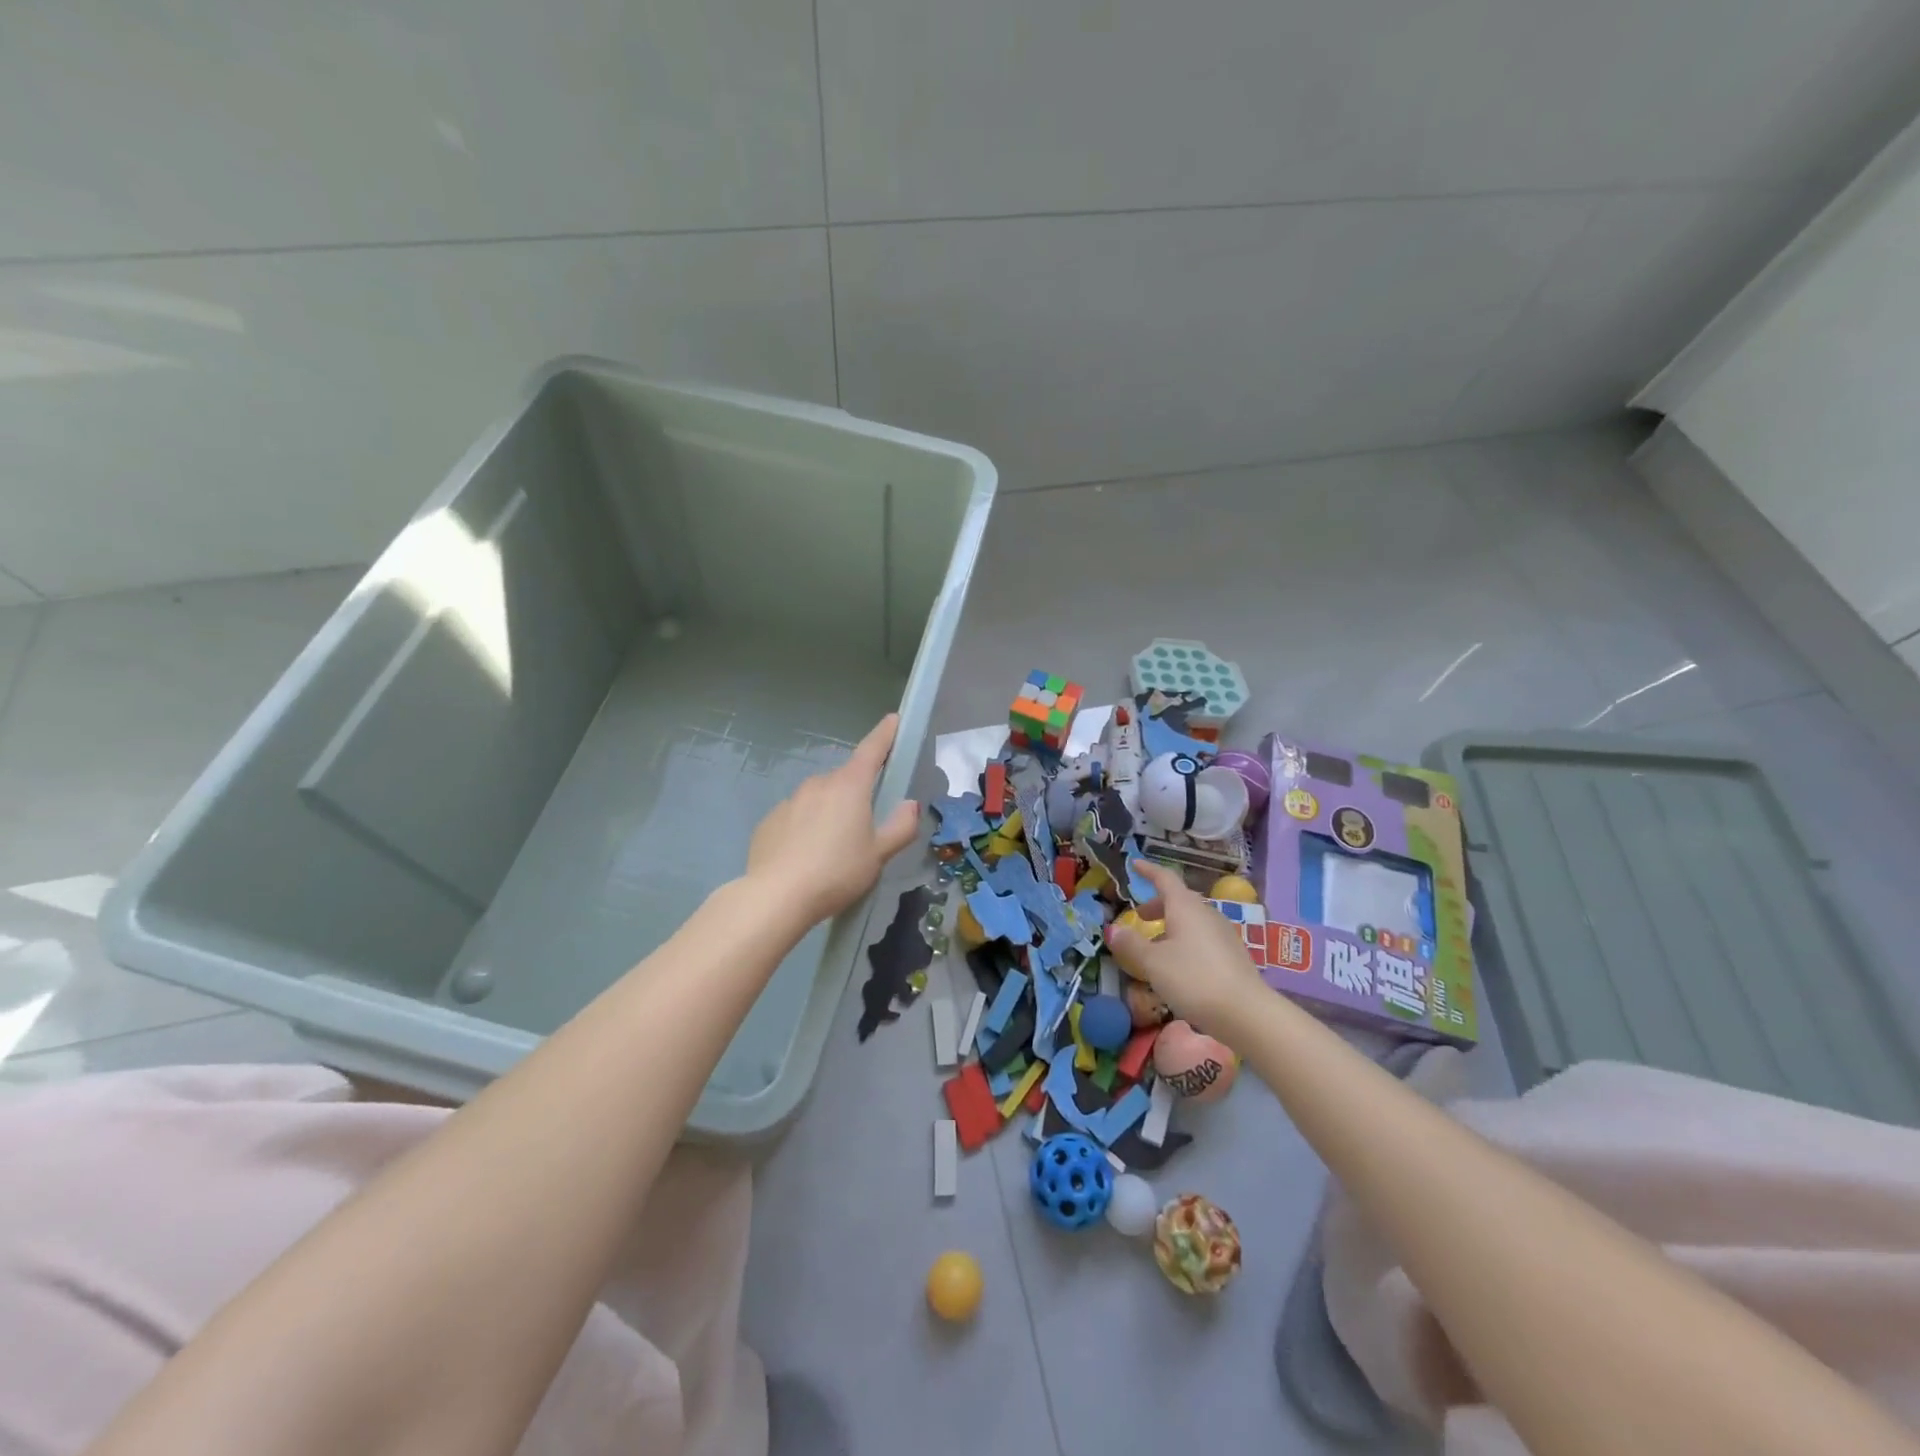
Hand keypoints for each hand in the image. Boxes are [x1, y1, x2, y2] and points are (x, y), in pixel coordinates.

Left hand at [746, 713, 920, 922]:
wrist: (777, 897)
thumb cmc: (837, 872)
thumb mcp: (879, 855)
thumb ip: (900, 827)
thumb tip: (909, 805)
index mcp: (850, 786)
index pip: (871, 750)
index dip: (885, 734)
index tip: (893, 719)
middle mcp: (818, 784)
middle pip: (845, 780)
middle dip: (856, 795)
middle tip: (864, 828)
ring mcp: (790, 801)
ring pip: (818, 799)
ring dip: (829, 813)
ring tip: (832, 850)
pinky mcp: (769, 821)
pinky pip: (796, 817)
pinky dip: (804, 828)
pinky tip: (805, 857)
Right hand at [1105, 859, 1266, 1034]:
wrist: (1246, 1014)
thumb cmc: (1193, 979)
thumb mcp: (1153, 963)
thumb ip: (1131, 945)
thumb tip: (1113, 930)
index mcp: (1185, 907)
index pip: (1165, 879)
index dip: (1148, 871)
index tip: (1135, 864)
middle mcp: (1206, 914)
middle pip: (1179, 900)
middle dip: (1157, 905)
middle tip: (1140, 917)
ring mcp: (1223, 934)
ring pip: (1192, 920)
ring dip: (1171, 926)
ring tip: (1156, 946)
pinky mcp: (1233, 955)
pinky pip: (1203, 938)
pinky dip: (1186, 941)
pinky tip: (1179, 965)